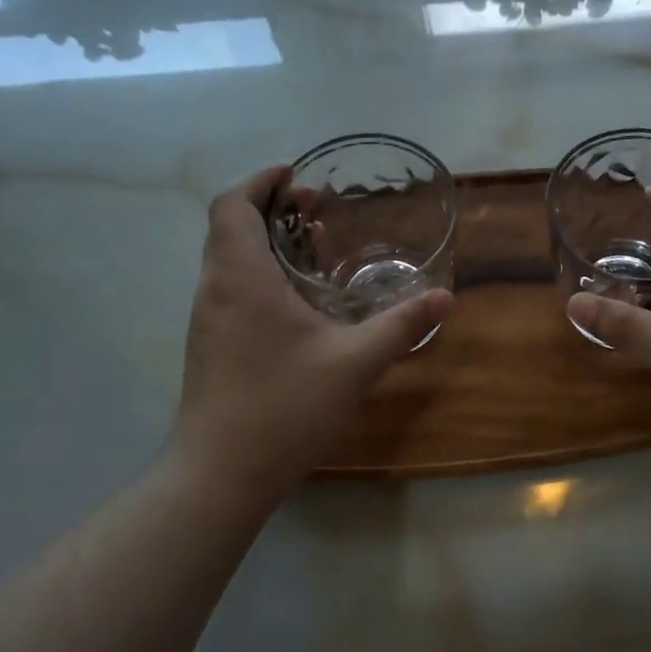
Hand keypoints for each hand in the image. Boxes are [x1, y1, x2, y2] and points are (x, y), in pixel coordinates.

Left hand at [170, 165, 452, 502]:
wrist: (220, 475)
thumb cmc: (284, 407)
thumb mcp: (355, 363)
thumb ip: (401, 326)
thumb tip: (444, 298)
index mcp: (242, 277)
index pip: (232, 204)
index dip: (261, 181)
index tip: (296, 176)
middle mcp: (215, 289)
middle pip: (228, 226)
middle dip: (269, 207)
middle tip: (315, 209)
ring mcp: (207, 319)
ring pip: (227, 259)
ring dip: (263, 241)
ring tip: (312, 248)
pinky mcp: (209, 345)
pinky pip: (230, 288)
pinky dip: (258, 272)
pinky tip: (297, 301)